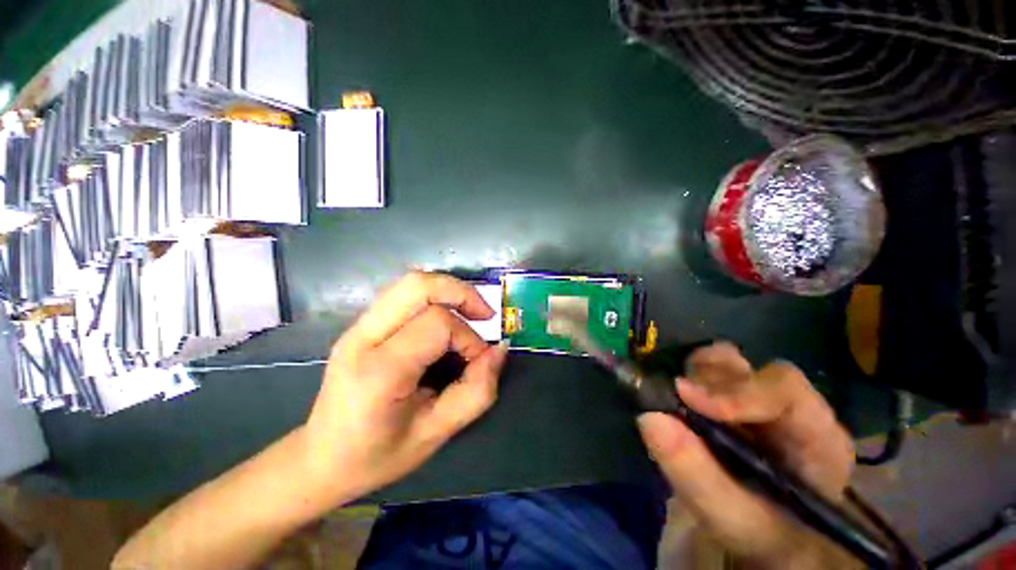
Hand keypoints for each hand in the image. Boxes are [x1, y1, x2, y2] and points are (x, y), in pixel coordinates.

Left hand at [301, 272, 507, 506]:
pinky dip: (433, 297)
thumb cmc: (377, 455)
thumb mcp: (436, 433)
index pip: (437, 325)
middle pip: (418, 286)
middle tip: (484, 315)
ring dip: (448, 291)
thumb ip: (477, 391)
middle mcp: (363, 338)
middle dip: (461, 293)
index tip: (479, 361)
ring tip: (469, 314)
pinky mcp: (360, 325)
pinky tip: (445, 318)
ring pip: (410, 283)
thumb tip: (500, 350)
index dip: (469, 338)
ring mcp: (357, 327)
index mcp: (379, 371)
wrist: (320, 460)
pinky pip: (403, 294)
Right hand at [638, 342, 858, 568]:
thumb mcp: (735, 521)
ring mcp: (758, 400)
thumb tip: (649, 417)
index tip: (685, 395)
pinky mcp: (731, 400)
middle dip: (707, 378)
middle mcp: (789, 409)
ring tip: (676, 401)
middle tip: (676, 398)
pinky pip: (705, 373)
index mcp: (816, 438)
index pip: (784, 390)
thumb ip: (696, 475)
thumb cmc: (764, 538)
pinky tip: (677, 401)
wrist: (764, 541)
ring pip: (723, 362)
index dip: (734, 389)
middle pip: (748, 368)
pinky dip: (684, 379)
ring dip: (693, 375)